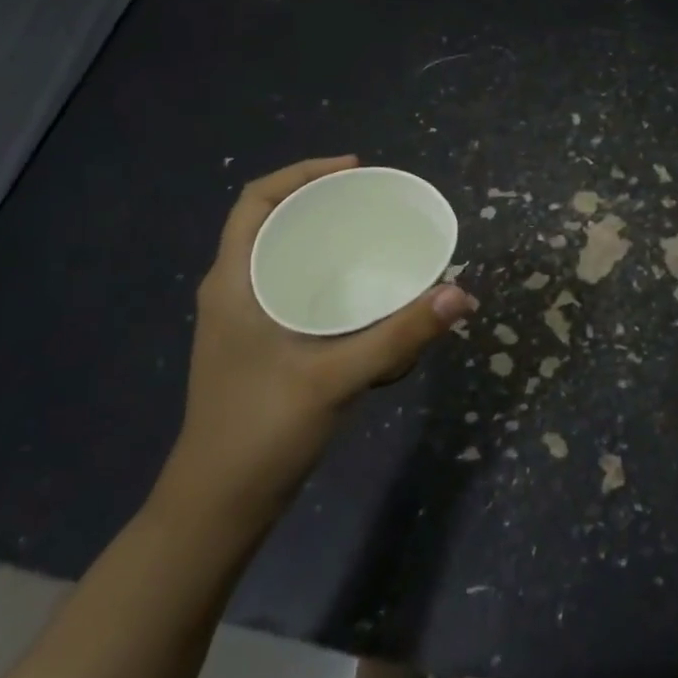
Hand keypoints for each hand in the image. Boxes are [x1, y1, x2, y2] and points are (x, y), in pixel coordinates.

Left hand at [153, 155, 476, 526]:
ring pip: (280, 256)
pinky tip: (358, 291)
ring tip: (371, 234)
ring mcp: (242, 320)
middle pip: (271, 222)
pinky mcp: (257, 345)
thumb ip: (400, 335)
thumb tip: (460, 295)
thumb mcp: (336, 377)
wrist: (217, 506)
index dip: (302, 174)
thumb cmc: (262, 431)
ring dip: (320, 237)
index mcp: (234, 282)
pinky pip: (289, 286)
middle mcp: (233, 291)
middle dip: (319, 201)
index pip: (256, 201)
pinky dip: (322, 273)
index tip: (354, 170)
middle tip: (373, 201)